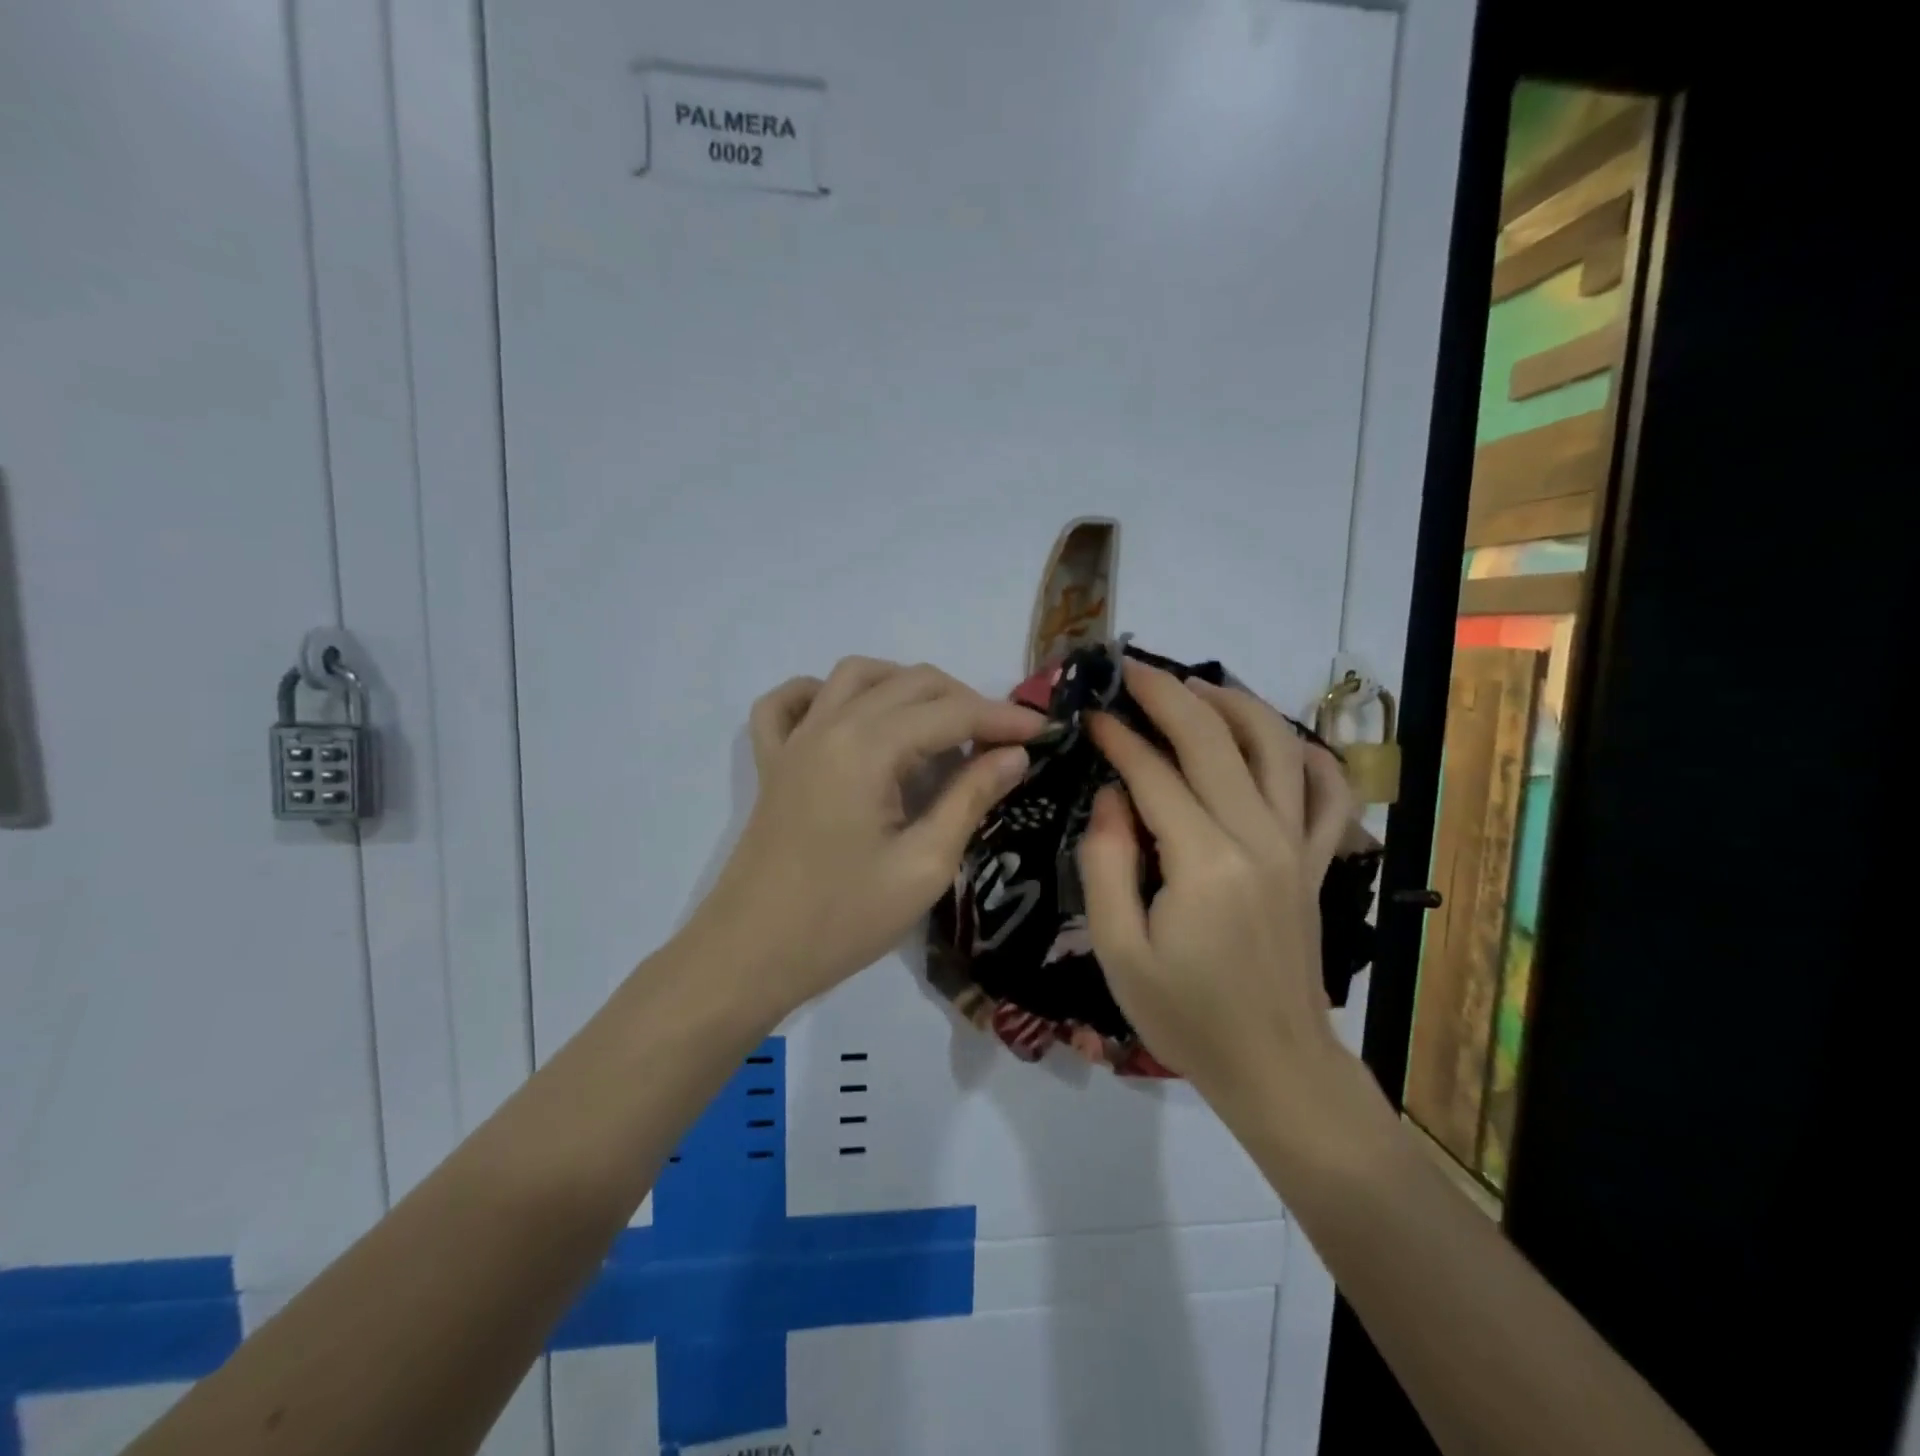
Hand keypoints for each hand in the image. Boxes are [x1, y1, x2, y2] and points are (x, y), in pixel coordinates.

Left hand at [688, 657, 1043, 1014]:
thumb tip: (1014, 755)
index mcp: (868, 748)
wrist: (750, 955)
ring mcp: (794, 740)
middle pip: (909, 683)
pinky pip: (788, 703)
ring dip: (904, 685)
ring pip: (855, 676)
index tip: (1044, 731)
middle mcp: (829, 725)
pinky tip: (849, 715)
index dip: (1002, 717)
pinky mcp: (772, 762)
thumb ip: (970, 799)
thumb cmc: (843, 920)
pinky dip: (822, 693)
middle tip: (1000, 740)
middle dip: (964, 700)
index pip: (950, 712)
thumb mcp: (923, 866)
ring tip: (939, 724)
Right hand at [1078, 660, 1355, 1112]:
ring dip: (1235, 704)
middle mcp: (1257, 836)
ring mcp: (1295, 845)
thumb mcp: (1117, 950)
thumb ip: (1106, 864)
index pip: (1155, 772)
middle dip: (1169, 694)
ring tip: (1195, 688)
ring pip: (1276, 746)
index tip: (1091, 715)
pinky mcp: (1314, 862)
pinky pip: (1329, 793)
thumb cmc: (1186, 1015)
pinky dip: (1310, 755)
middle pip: (1214, 740)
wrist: (1274, 1066)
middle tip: (1133, 670)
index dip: (1120, 737)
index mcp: (1204, 860)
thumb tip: (1112, 796)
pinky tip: (1280, 741)